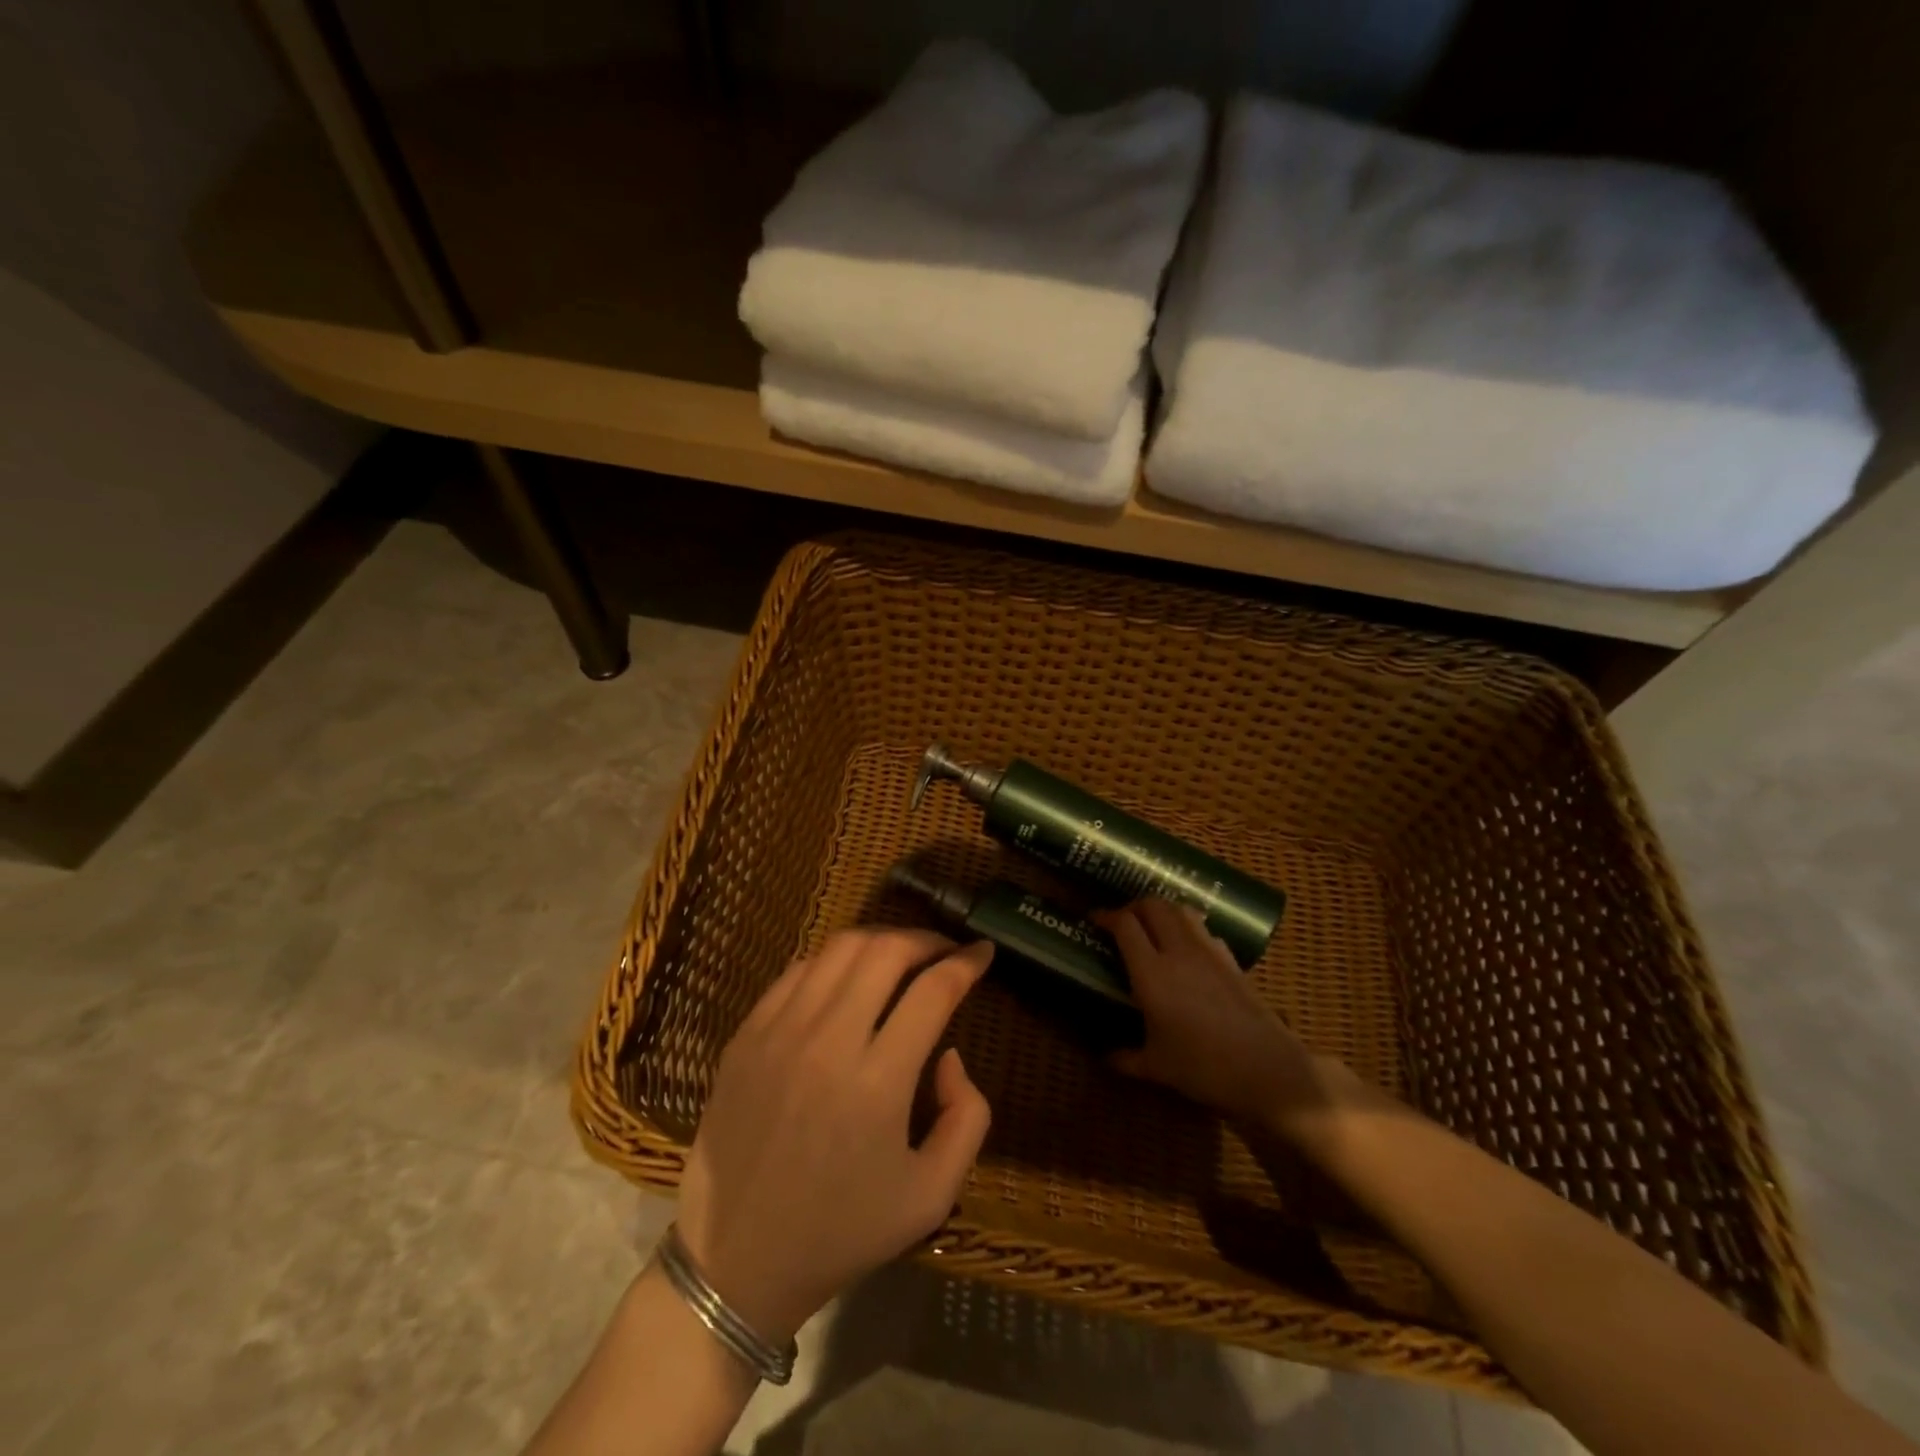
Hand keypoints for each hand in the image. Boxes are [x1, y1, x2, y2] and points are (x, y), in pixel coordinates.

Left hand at [675, 929, 994, 1344]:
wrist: (735, 1261)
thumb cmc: (841, 1233)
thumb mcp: (932, 1196)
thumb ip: (967, 1118)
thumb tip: (950, 1054)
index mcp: (878, 1083)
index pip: (933, 991)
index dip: (966, 962)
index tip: (983, 953)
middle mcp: (828, 1042)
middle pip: (885, 951)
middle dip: (926, 939)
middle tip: (945, 950)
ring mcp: (779, 1032)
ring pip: (839, 948)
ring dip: (880, 940)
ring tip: (902, 955)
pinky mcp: (746, 1034)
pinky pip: (797, 970)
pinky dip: (833, 961)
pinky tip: (848, 978)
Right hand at [1096, 899, 1341, 1135]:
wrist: (1268, 1069)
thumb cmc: (1204, 1068)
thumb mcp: (1157, 1067)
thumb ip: (1126, 1058)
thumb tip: (1105, 1057)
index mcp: (1151, 973)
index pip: (1124, 925)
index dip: (1106, 915)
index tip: (1094, 919)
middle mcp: (1178, 951)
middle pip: (1153, 905)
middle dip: (1133, 906)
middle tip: (1122, 920)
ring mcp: (1208, 951)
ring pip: (1180, 909)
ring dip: (1161, 908)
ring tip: (1151, 924)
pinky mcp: (1230, 958)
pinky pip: (1202, 928)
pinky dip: (1186, 926)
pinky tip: (1185, 947)